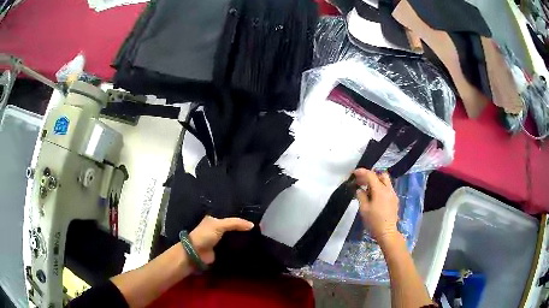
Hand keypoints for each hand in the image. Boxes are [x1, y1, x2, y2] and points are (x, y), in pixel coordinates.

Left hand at [188, 215, 253, 263]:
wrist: (197, 253)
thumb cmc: (205, 235)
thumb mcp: (219, 225)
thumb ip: (235, 223)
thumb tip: (252, 225)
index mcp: (214, 219)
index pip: (230, 216)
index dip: (240, 217)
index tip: (254, 218)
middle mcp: (217, 229)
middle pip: (233, 227)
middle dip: (243, 229)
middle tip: (259, 229)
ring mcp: (220, 240)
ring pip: (234, 237)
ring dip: (242, 238)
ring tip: (258, 237)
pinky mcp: (222, 250)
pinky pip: (234, 247)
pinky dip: (240, 247)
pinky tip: (251, 246)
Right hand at [354, 168, 398, 242]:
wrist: (387, 232)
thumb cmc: (374, 221)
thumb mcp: (364, 209)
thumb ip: (361, 196)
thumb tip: (359, 189)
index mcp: (380, 190)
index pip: (371, 175)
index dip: (362, 172)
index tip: (354, 173)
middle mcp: (388, 189)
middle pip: (381, 175)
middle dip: (372, 175)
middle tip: (362, 181)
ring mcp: (393, 194)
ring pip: (386, 181)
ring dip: (377, 181)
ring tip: (368, 189)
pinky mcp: (395, 200)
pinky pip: (388, 188)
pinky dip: (381, 188)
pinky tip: (375, 196)